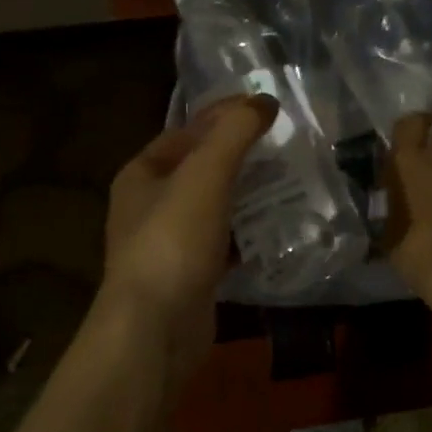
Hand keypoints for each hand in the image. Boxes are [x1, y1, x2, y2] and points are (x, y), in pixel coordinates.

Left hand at [94, 94, 275, 392]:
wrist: (154, 330)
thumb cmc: (173, 240)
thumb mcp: (205, 174)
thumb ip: (235, 132)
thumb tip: (264, 101)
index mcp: (142, 173)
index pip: (186, 130)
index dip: (223, 114)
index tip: (265, 108)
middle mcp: (149, 205)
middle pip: (200, 168)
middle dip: (240, 155)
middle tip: (283, 145)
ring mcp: (168, 244)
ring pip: (214, 206)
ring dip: (247, 194)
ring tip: (289, 181)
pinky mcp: (190, 276)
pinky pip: (223, 242)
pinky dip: (247, 233)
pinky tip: (277, 228)